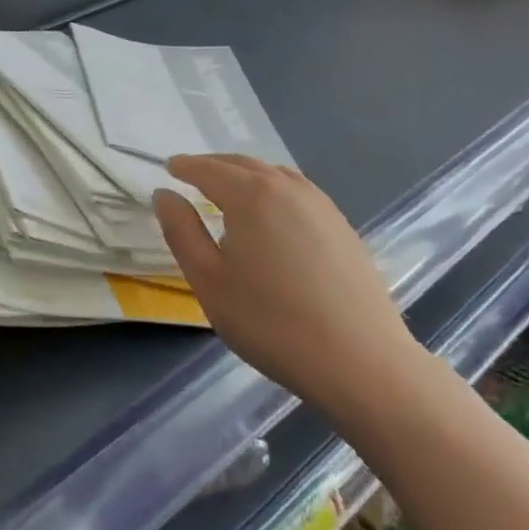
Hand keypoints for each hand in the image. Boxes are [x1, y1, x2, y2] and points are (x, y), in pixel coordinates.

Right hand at [153, 155, 422, 420]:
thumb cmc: (271, 322)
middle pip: (242, 164)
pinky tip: (272, 214)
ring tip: (229, 190)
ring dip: (246, 174)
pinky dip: (274, 189)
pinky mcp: (343, 229)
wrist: (363, 365)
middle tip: (192, 175)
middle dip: (213, 165)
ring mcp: (321, 206)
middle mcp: (287, 188)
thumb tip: (164, 194)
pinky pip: (298, 192)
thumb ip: (181, 231)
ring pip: (274, 175)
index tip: (168, 167)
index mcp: (250, 195)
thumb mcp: (209, 280)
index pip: (208, 169)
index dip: (185, 166)